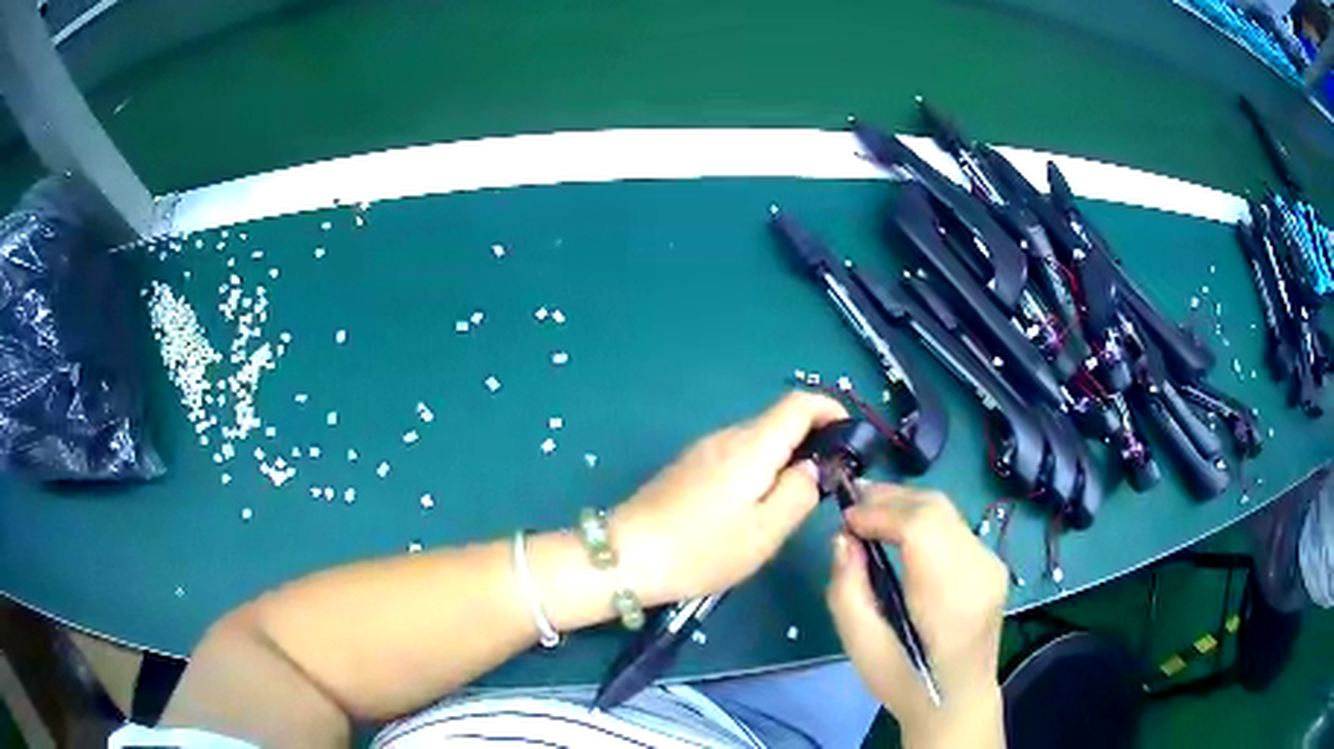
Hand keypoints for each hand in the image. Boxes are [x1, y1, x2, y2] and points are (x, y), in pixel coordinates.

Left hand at [610, 391, 846, 606]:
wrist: (626, 557)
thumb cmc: (701, 549)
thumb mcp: (765, 532)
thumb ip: (799, 494)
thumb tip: (812, 468)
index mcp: (752, 446)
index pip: (799, 403)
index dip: (830, 409)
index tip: (850, 436)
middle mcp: (726, 437)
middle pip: (778, 421)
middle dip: (810, 441)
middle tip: (826, 482)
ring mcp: (702, 450)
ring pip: (756, 441)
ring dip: (782, 457)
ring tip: (792, 500)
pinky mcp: (687, 467)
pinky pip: (734, 456)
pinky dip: (757, 468)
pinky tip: (752, 506)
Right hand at [827, 485, 1008, 748]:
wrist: (958, 701)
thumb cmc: (906, 681)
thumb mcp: (861, 647)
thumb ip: (847, 591)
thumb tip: (844, 540)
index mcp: (949, 597)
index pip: (921, 527)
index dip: (880, 513)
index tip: (846, 520)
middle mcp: (979, 569)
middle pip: (936, 508)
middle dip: (891, 498)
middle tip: (853, 503)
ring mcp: (992, 564)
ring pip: (947, 511)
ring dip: (906, 504)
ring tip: (870, 511)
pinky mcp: (993, 564)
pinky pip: (954, 526)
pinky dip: (923, 518)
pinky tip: (901, 530)